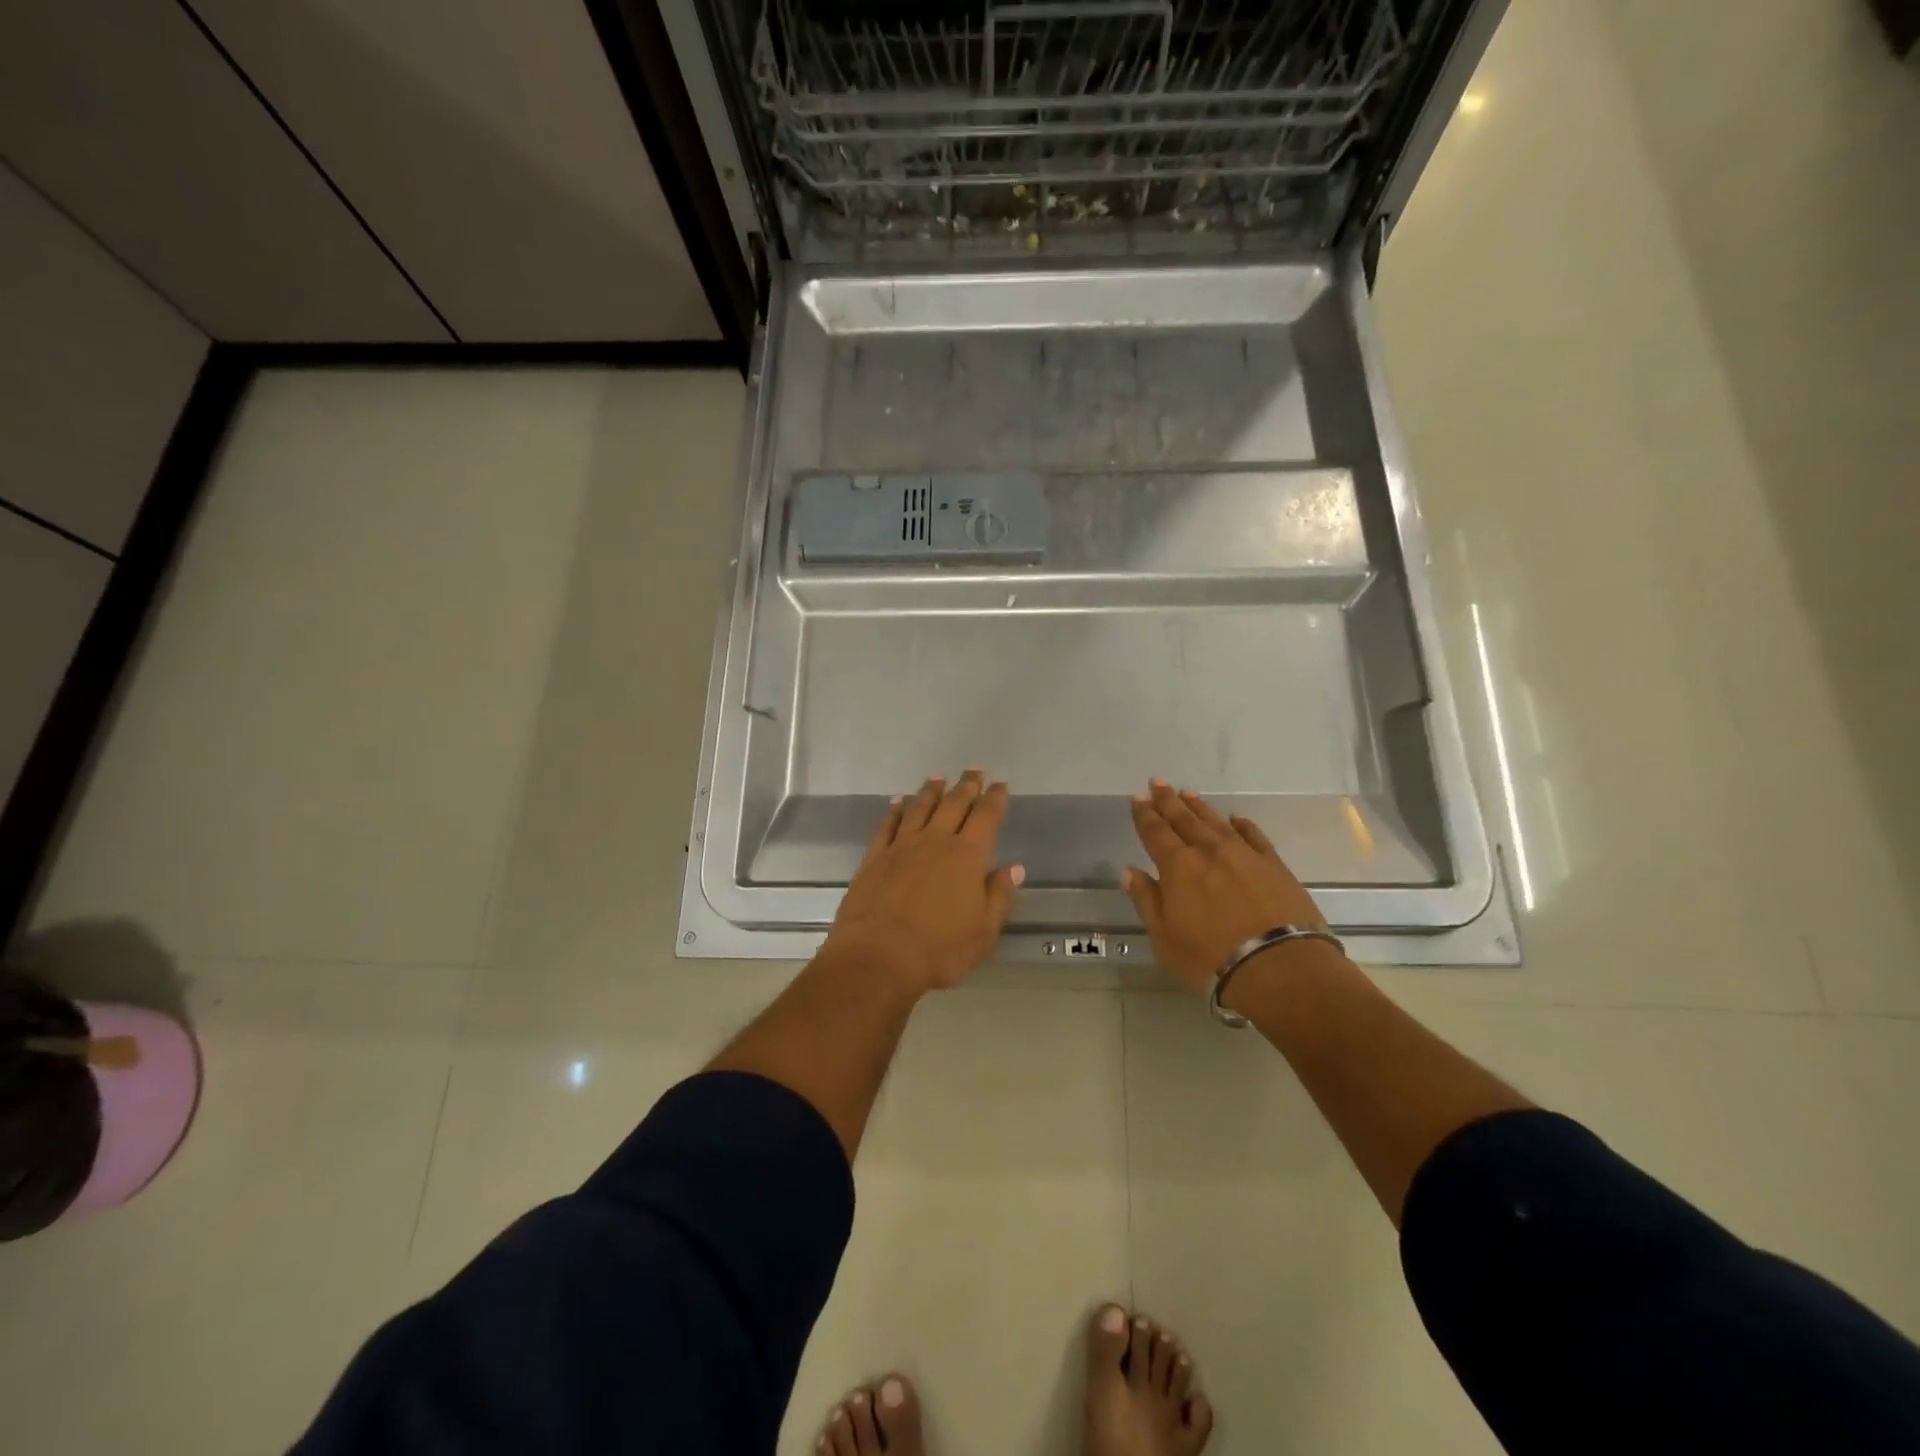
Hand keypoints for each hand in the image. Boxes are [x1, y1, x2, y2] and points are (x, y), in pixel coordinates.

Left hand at [824, 771, 1024, 992]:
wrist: (877, 956)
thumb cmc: (939, 949)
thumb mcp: (983, 931)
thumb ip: (998, 895)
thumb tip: (1014, 868)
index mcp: (967, 856)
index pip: (986, 817)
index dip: (994, 799)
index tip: (1000, 785)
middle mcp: (935, 841)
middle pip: (954, 804)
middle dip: (966, 785)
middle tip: (974, 770)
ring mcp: (902, 847)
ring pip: (920, 808)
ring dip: (931, 791)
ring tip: (939, 777)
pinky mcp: (874, 858)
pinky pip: (887, 825)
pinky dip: (895, 810)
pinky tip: (898, 802)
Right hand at [1123, 780, 1326, 994]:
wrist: (1279, 967)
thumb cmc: (1209, 958)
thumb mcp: (1164, 936)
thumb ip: (1147, 899)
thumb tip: (1129, 871)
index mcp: (1178, 866)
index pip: (1155, 832)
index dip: (1144, 815)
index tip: (1138, 798)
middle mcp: (1209, 851)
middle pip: (1184, 819)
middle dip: (1168, 800)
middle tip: (1158, 782)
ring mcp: (1244, 855)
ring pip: (1216, 822)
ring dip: (1200, 807)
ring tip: (1188, 793)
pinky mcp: (1274, 865)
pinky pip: (1254, 836)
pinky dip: (1243, 825)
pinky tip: (1236, 819)